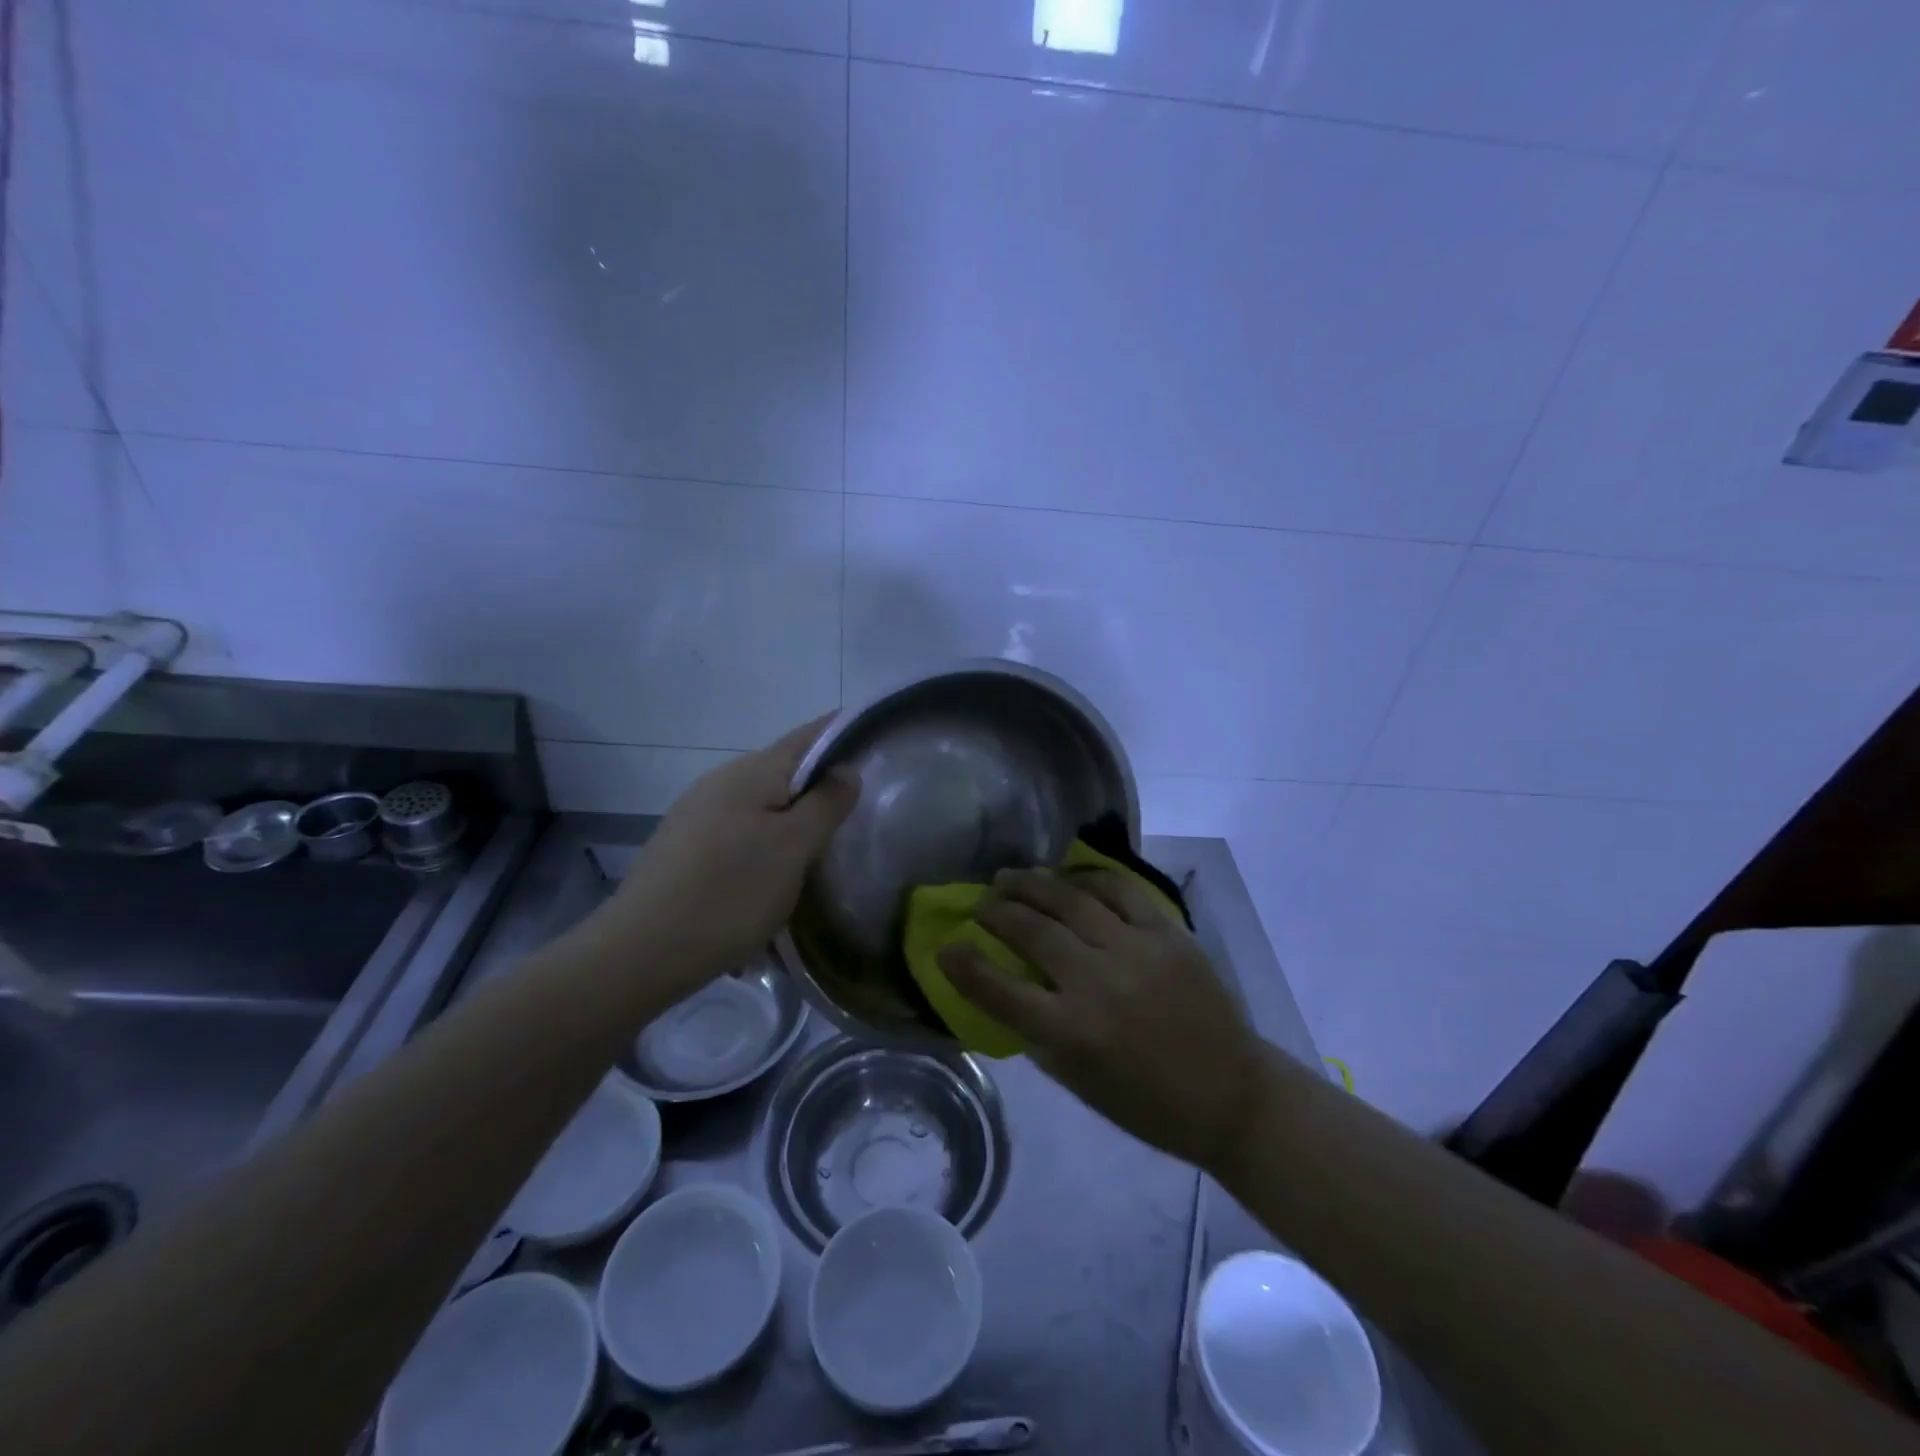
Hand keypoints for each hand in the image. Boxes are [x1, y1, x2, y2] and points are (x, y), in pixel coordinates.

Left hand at [586, 716, 858, 997]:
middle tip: (855, 815)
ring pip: (760, 808)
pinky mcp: (683, 846)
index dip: (842, 733)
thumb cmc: (730, 893)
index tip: (874, 743)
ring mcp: (696, 813)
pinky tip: (768, 882)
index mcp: (752, 773)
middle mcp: (721, 781)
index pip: (808, 736)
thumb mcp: (793, 848)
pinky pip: (737, 834)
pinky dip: (762, 848)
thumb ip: (826, 804)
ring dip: (790, 824)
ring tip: (815, 857)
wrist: (640, 952)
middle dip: (819, 789)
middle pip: (784, 773)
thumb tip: (846, 769)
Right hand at [938, 867, 1265, 1172]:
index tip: (946, 946)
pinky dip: (1087, 878)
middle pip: (1031, 931)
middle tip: (983, 903)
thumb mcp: (1078, 1082)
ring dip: (1032, 884)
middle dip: (996, 911)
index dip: (964, 965)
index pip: (999, 990)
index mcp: (1071, 1033)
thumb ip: (1037, 1032)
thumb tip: (1004, 986)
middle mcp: (1097, 984)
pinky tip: (1069, 876)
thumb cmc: (1147, 1102)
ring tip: (1011, 877)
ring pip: (1069, 900)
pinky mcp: (1167, 934)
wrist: (1230, 1093)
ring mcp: (1135, 952)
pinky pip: (1119, 890)